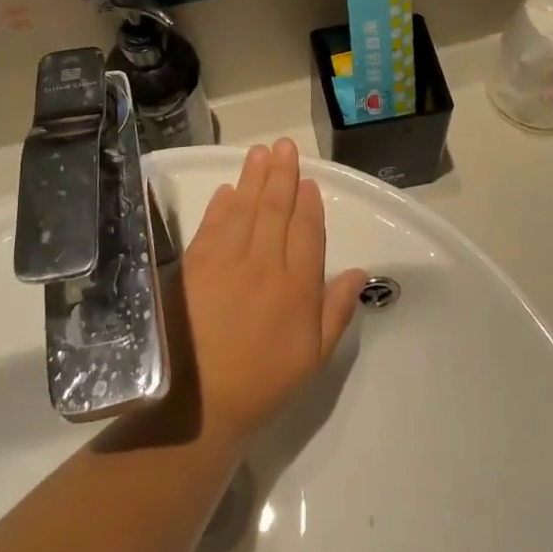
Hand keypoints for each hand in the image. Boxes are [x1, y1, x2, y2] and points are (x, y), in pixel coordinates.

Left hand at [176, 139, 367, 446]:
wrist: (198, 405)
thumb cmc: (262, 384)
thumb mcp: (313, 358)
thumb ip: (336, 311)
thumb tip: (359, 272)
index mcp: (297, 288)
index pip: (307, 232)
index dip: (309, 204)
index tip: (309, 181)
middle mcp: (264, 265)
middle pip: (275, 211)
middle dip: (281, 176)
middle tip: (284, 146)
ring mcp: (226, 263)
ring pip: (244, 210)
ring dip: (253, 178)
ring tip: (260, 152)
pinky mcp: (194, 267)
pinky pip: (212, 226)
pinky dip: (221, 205)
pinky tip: (227, 190)